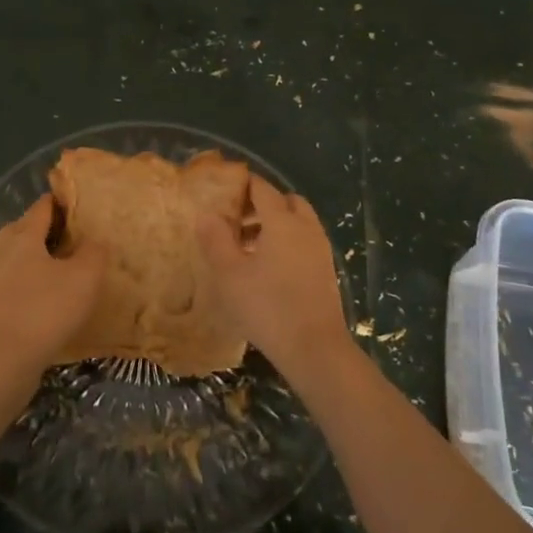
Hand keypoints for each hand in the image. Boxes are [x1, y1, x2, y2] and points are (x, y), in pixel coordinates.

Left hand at [0, 196, 106, 383]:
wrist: (0, 362)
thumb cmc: (45, 311)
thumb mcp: (84, 278)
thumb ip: (94, 252)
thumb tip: (95, 240)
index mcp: (23, 235)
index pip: (43, 206)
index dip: (63, 203)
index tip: (82, 207)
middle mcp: (0, 249)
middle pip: (24, 228)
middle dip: (47, 230)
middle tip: (74, 240)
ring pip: (14, 257)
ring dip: (35, 259)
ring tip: (61, 272)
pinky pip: (9, 283)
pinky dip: (25, 284)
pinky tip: (42, 300)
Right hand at [196, 177, 349, 381]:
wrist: (315, 348)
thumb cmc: (267, 306)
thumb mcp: (230, 274)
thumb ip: (216, 240)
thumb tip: (206, 213)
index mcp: (283, 221)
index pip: (262, 189)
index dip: (243, 185)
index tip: (223, 189)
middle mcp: (306, 228)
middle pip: (286, 202)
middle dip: (262, 204)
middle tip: (236, 219)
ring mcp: (320, 250)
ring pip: (298, 223)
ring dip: (274, 225)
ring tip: (246, 246)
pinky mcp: (326, 271)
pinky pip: (304, 242)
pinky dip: (286, 243)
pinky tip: (267, 268)